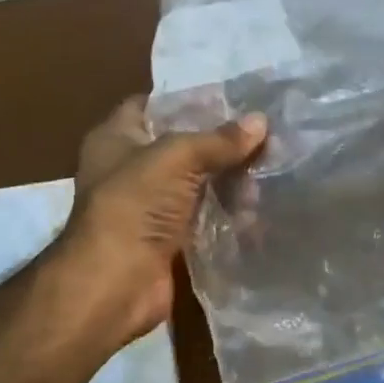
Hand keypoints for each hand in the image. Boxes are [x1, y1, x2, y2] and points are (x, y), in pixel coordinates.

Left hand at [50, 96, 268, 342]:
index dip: (187, 99)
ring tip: (268, 174)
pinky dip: (226, 215)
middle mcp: (129, 170)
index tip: (231, 99)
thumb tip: (260, 122)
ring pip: (195, 186)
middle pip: (180, 148)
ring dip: (228, 182)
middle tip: (264, 138)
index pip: (151, 105)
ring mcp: (148, 208)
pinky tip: (258, 208)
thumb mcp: (176, 157)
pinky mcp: (167, 241)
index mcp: (115, 138)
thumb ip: (217, 140)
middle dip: (219, 144)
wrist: (116, 283)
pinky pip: (202, 220)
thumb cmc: (134, 205)